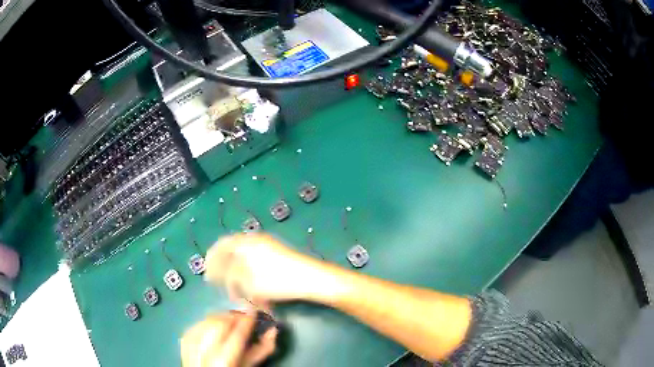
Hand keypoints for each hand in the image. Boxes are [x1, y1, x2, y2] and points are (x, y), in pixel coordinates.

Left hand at [181, 311, 276, 366]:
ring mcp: (191, 344)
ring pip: (208, 320)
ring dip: (222, 317)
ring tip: (231, 321)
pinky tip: (215, 326)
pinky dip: (209, 321)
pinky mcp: (184, 339)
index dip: (248, 318)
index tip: (255, 310)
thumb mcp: (249, 365)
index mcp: (225, 360)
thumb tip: (272, 329)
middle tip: (243, 316)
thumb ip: (262, 349)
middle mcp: (206, 351)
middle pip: (220, 322)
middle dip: (234, 316)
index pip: (238, 332)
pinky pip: (198, 323)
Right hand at [204, 233, 326, 302]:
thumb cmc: (278, 281)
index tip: (208, 271)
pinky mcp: (278, 256)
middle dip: (225, 267)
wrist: (311, 279)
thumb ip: (230, 276)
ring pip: (246, 259)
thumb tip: (218, 274)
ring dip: (238, 273)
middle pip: (233, 251)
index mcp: (247, 242)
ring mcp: (269, 247)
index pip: (222, 245)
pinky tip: (250, 289)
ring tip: (235, 288)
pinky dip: (250, 275)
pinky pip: (257, 263)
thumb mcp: (249, 282)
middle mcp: (256, 240)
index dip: (212, 258)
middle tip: (219, 281)